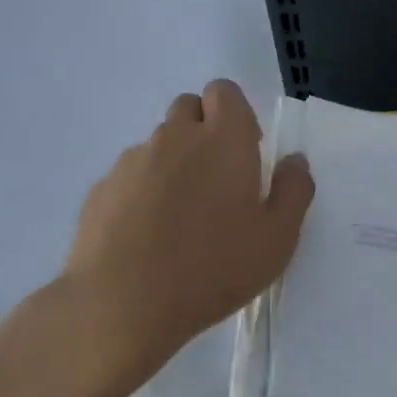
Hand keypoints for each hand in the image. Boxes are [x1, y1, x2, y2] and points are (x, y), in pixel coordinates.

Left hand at [55, 80, 313, 378]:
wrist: (121, 305)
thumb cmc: (212, 268)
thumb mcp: (277, 238)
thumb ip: (294, 191)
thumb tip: (294, 161)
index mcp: (223, 140)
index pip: (224, 91)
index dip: (236, 113)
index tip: (245, 151)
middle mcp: (175, 137)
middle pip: (189, 108)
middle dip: (204, 130)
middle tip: (217, 181)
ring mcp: (132, 161)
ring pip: (159, 143)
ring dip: (174, 162)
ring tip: (181, 216)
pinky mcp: (102, 188)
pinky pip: (130, 175)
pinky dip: (143, 190)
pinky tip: (148, 235)